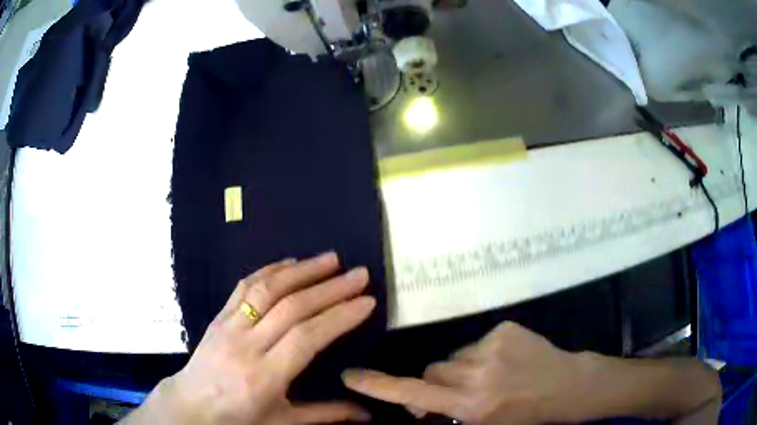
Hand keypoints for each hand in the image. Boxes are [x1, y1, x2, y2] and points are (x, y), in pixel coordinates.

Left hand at [124, 253, 375, 424]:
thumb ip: (326, 414)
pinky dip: (269, 270)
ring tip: (331, 259)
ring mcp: (229, 326)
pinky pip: (244, 287)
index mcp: (264, 377)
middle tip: (359, 274)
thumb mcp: (283, 422)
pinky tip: (290, 262)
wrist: (191, 405)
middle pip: (291, 308)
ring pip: (267, 289)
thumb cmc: (238, 417)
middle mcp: (247, 346)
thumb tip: (368, 413)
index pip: (307, 338)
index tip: (367, 301)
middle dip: (330, 288)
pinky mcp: (219, 316)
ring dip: (302, 270)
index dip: (339, 316)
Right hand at [342, 322, 580, 424]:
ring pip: (453, 356)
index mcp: (470, 405)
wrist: (567, 387)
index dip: (378, 386)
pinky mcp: (505, 329)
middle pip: (431, 371)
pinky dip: (482, 354)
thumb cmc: (524, 415)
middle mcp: (477, 375)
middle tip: (462, 394)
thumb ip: (446, 414)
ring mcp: (492, 347)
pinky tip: (505, 362)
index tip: (351, 375)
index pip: (413, 393)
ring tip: (490, 378)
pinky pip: (476, 342)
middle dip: (437, 383)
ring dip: (461, 369)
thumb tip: (417, 404)